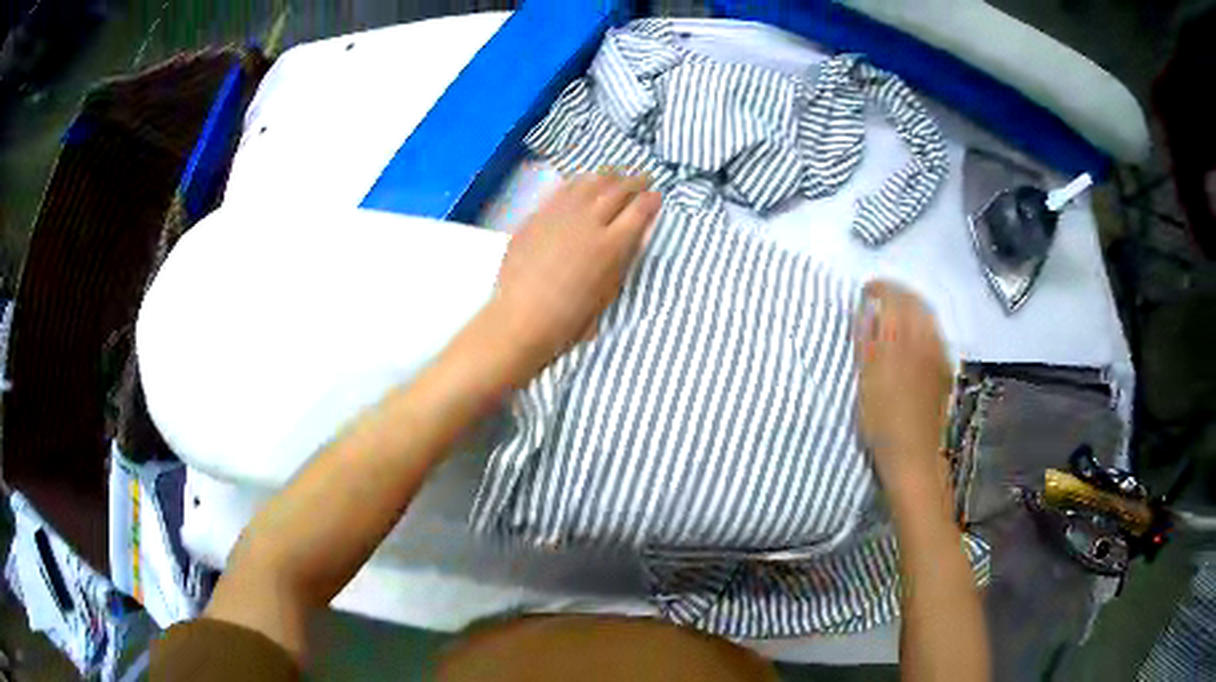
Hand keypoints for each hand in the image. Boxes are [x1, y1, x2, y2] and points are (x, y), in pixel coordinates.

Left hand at [491, 172, 661, 368]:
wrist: (522, 317)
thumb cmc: (570, 317)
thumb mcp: (608, 292)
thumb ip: (622, 260)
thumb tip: (633, 236)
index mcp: (611, 245)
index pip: (639, 211)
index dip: (651, 201)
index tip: (657, 196)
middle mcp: (589, 221)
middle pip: (618, 191)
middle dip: (635, 182)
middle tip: (644, 178)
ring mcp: (561, 214)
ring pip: (591, 183)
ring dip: (609, 177)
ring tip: (617, 174)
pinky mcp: (539, 215)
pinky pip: (564, 190)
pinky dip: (580, 182)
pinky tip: (584, 182)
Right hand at [854, 281, 952, 489]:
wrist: (914, 454)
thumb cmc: (881, 423)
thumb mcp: (865, 383)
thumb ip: (866, 343)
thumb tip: (865, 311)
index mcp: (899, 341)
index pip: (893, 297)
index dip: (879, 288)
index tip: (866, 291)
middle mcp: (923, 340)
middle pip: (914, 301)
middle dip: (897, 294)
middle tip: (880, 299)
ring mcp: (938, 353)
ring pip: (928, 314)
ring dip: (911, 307)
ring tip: (896, 315)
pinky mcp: (945, 366)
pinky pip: (936, 332)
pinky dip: (923, 324)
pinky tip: (914, 336)